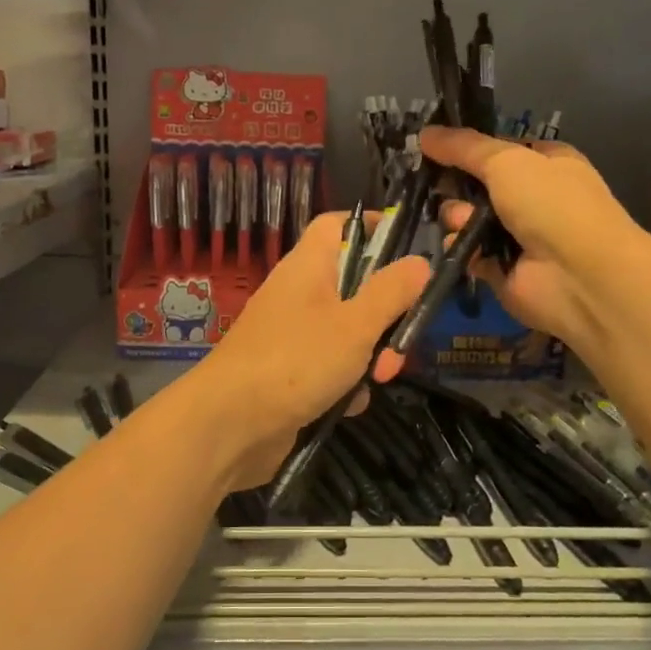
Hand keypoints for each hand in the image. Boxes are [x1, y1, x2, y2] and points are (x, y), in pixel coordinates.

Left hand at [192, 213, 428, 488]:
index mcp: (308, 266)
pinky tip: (349, 405)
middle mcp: (297, 294)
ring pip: (345, 331)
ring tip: (379, 379)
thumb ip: (390, 292)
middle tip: (402, 342)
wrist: (230, 424)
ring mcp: (290, 335)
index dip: (370, 228)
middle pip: (352, 285)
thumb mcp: (355, 324)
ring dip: (369, 354)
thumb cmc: (296, 361)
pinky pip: (328, 367)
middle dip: (384, 314)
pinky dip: (344, 383)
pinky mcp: (287, 373)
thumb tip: (419, 261)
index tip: (407, 248)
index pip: (336, 225)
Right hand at [417, 125, 641, 355]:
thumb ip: (463, 147)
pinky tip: (464, 247)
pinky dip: (461, 249)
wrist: (579, 275)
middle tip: (438, 185)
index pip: (497, 150)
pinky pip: (468, 252)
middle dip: (455, 185)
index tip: (431, 147)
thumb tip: (424, 133)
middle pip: (476, 185)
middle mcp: (533, 197)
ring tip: (464, 222)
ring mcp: (517, 235)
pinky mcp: (501, 269)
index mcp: (545, 163)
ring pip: (468, 218)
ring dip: (457, 217)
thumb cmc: (551, 204)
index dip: (466, 148)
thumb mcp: (507, 161)